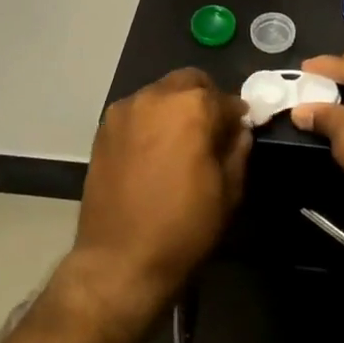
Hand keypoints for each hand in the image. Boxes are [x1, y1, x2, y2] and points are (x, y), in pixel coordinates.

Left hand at [73, 69, 249, 316]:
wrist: (119, 261)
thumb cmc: (183, 227)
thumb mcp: (228, 191)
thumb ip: (237, 149)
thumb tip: (239, 130)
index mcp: (192, 106)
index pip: (225, 99)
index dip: (236, 116)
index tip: (238, 133)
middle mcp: (156, 96)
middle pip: (189, 81)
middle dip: (205, 99)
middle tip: (210, 131)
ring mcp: (125, 110)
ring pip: (160, 93)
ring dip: (175, 107)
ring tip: (179, 143)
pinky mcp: (104, 128)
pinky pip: (137, 112)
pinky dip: (150, 121)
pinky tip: (152, 152)